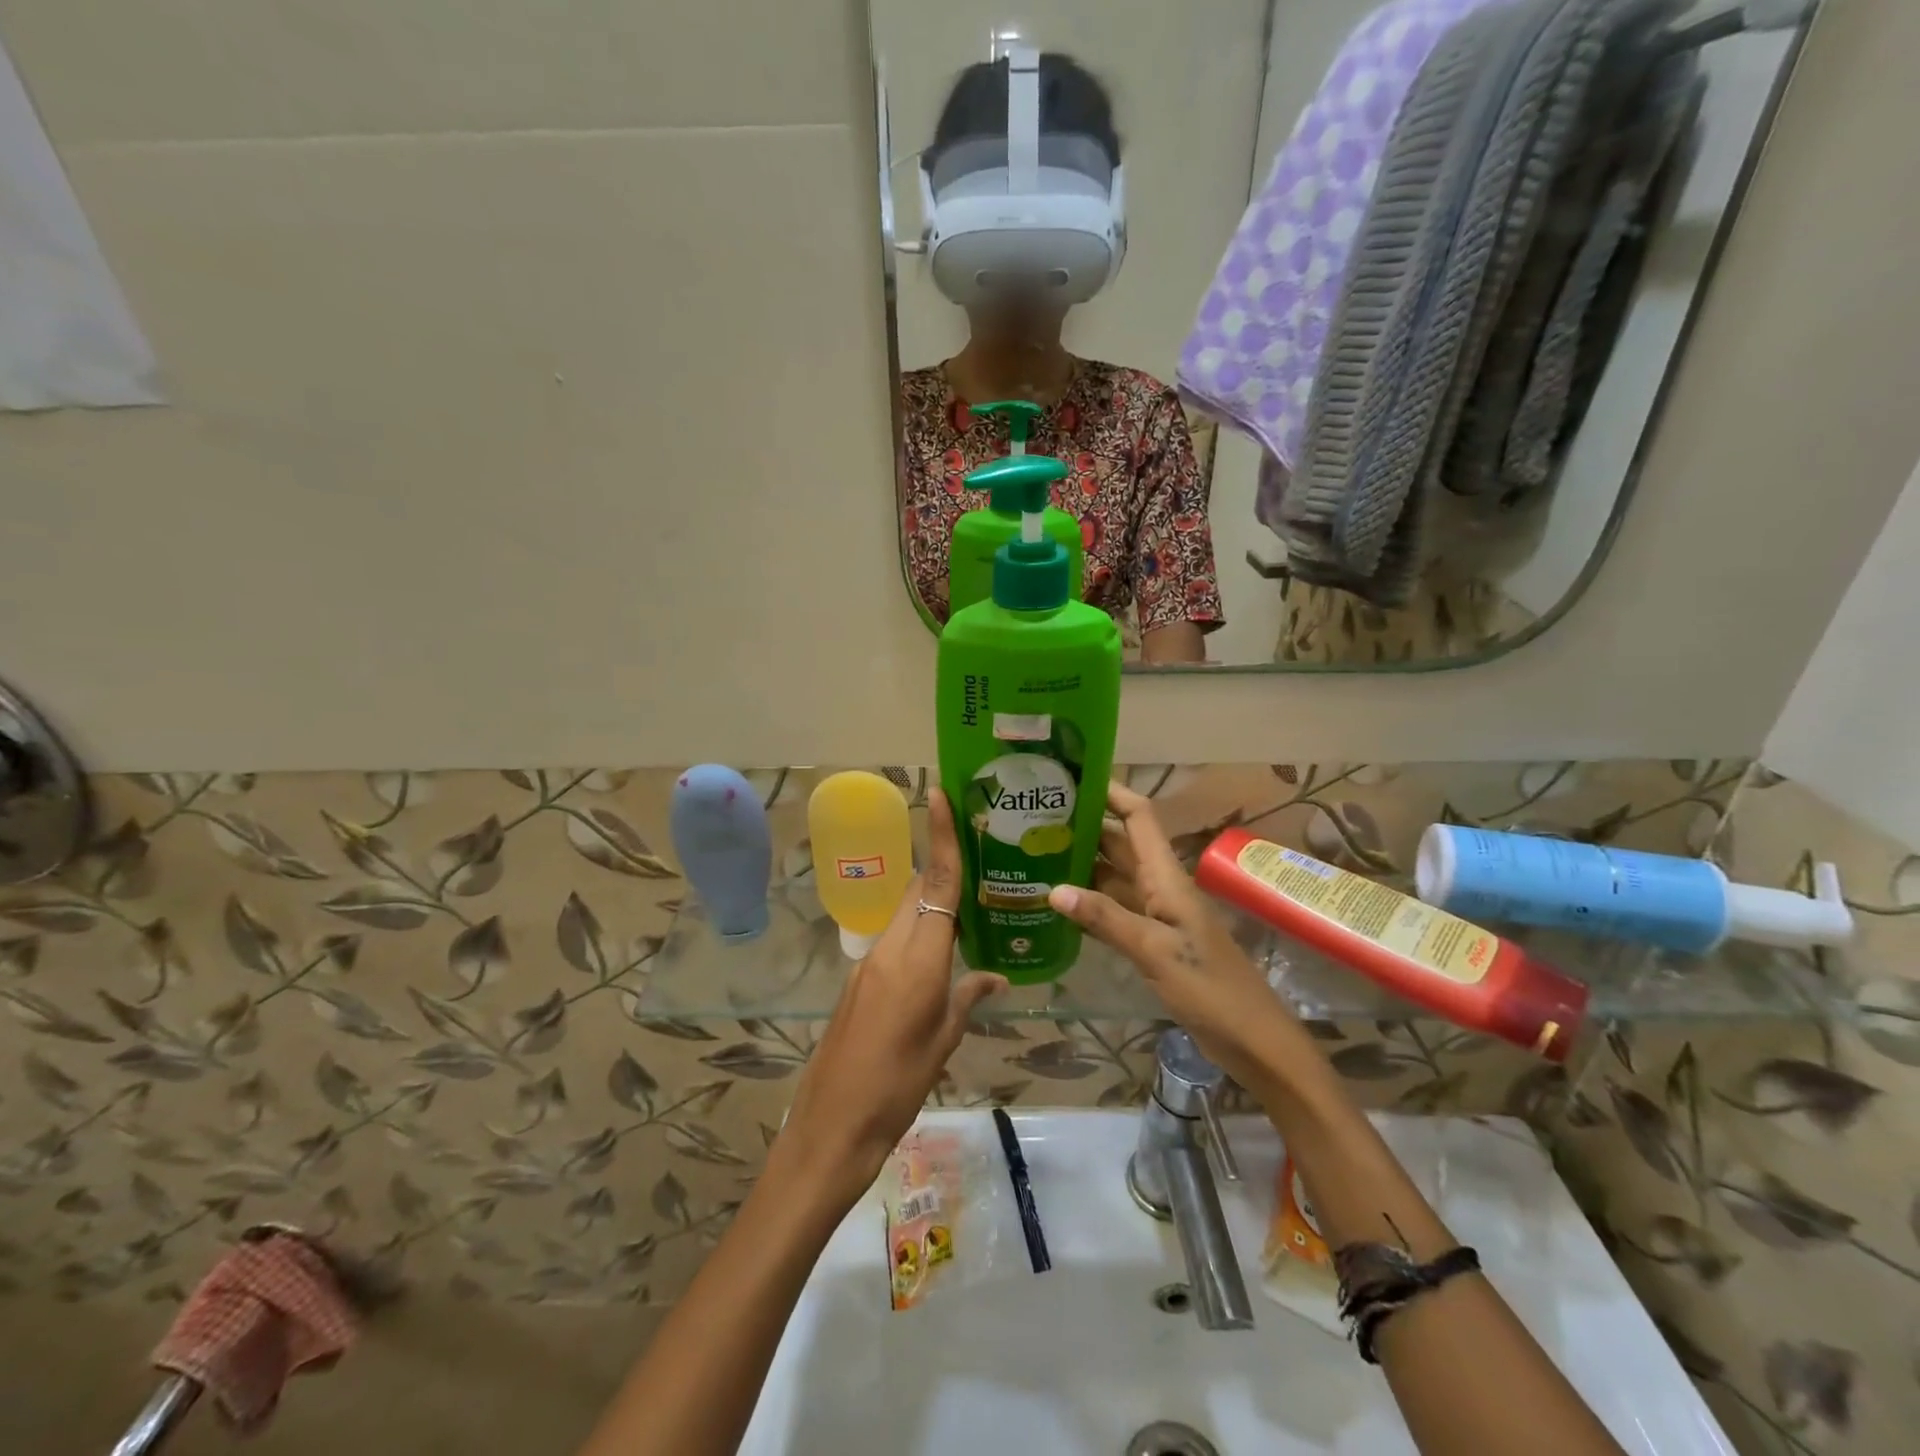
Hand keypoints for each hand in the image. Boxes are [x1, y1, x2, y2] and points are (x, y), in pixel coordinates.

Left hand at [777, 791, 1004, 1205]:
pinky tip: (937, 954)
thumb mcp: (944, 1042)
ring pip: (903, 913)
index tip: (939, 795)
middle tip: (979, 856)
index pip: (937, 885)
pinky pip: (892, 939)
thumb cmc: (897, 1087)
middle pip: (917, 890)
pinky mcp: (858, 980)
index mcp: (917, 960)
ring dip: (930, 901)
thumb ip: (968, 998)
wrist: (831, 1125)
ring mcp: (868, 963)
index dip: (941, 838)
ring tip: (968, 904)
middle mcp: (889, 949)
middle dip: (942, 866)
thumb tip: (995, 976)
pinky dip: (916, 931)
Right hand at [1047, 783, 1299, 1091]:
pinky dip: (1087, 905)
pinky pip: (1113, 912)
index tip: (1072, 779)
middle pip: (1119, 844)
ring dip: (1081, 865)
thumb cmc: (1210, 988)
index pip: (1139, 817)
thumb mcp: (1155, 951)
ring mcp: (1156, 915)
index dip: (1111, 793)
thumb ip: (1105, 919)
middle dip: (1084, 827)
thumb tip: (1053, 889)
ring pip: (1113, 878)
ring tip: (1035, 855)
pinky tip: (1057, 907)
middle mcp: (1159, 887)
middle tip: (1034, 819)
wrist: (1253, 1040)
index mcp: (1166, 877)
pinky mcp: (1152, 942)